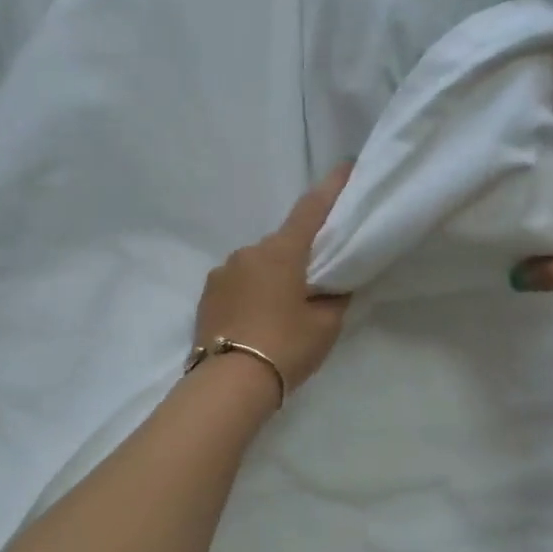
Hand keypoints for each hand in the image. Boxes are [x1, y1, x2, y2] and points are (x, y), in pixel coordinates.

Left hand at [193, 164, 354, 396]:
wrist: (229, 384)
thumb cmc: (285, 347)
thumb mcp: (325, 326)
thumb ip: (334, 298)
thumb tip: (331, 288)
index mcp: (281, 252)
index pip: (311, 209)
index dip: (331, 187)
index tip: (346, 167)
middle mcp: (248, 252)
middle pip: (282, 243)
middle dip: (300, 253)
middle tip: (316, 279)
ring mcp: (222, 272)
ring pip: (257, 265)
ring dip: (273, 276)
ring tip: (283, 309)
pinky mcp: (206, 294)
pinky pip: (238, 283)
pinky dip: (252, 292)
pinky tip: (258, 319)